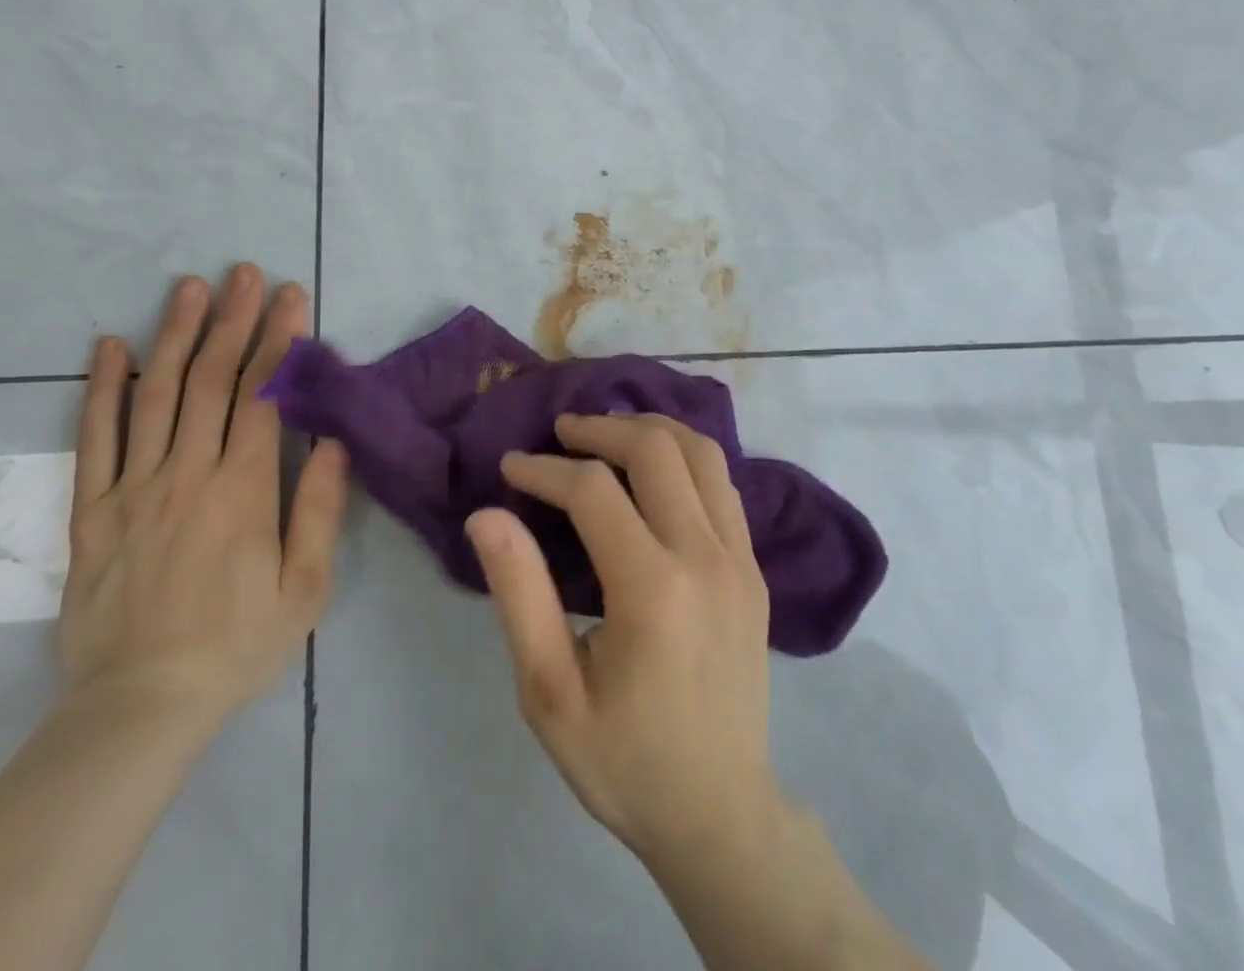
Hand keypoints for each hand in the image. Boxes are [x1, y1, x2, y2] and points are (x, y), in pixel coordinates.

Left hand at [59, 265, 348, 735]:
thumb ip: (317, 510)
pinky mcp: (92, 511)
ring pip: (155, 396)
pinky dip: (103, 389)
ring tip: (189, 288)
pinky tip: (111, 347)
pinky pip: (95, 440)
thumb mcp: (304, 588)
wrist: (140, 707)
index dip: (278, 342)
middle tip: (243, 273)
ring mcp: (133, 489)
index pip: (262, 396)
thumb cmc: (237, 645)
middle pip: (210, 381)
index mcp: (242, 491)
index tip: (291, 298)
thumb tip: (333, 442)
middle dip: (232, 320)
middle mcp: (186, 475)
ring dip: (175, 335)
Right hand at [465, 413, 784, 865]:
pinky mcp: (756, 569)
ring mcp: (741, 559)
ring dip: (649, 430)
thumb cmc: (624, 760)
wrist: (721, 815)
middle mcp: (706, 557)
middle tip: (560, 432)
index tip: (510, 467)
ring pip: (702, 453)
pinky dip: (685, 457)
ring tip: (606, 435)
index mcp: (652, 589)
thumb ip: (519, 594)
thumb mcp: (550, 692)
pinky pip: (723, 484)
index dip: (544, 469)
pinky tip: (655, 470)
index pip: (593, 491)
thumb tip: (487, 515)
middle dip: (600, 429)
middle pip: (656, 449)